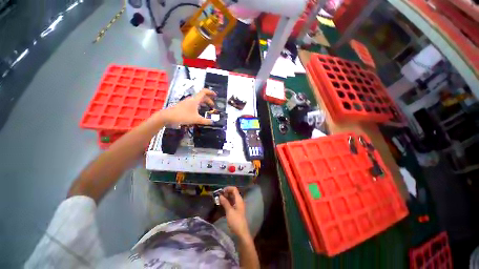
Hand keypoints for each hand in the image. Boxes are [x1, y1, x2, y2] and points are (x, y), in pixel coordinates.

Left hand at [161, 89, 215, 125]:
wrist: (168, 116)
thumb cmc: (183, 116)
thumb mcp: (196, 119)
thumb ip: (205, 121)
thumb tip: (212, 122)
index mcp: (195, 100)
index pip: (204, 92)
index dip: (210, 92)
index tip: (215, 95)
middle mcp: (191, 99)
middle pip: (202, 97)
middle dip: (209, 101)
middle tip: (212, 106)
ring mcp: (187, 102)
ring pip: (198, 100)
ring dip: (204, 103)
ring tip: (207, 108)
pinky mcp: (184, 105)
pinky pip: (194, 103)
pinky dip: (199, 105)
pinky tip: (199, 111)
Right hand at [219, 187, 249, 238]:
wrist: (241, 233)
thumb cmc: (236, 221)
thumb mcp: (229, 211)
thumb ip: (225, 202)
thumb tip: (220, 195)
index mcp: (239, 199)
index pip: (234, 189)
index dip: (228, 188)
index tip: (221, 191)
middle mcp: (239, 201)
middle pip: (233, 193)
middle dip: (226, 193)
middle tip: (219, 196)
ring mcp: (238, 206)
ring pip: (232, 198)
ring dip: (226, 198)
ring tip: (219, 200)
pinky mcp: (236, 210)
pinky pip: (231, 203)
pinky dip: (227, 202)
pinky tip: (222, 205)